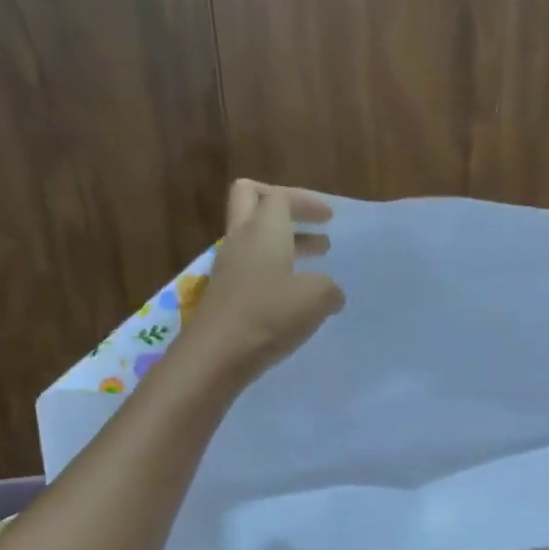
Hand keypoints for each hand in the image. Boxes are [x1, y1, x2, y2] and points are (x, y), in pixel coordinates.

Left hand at [191, 180, 339, 376]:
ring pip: (253, 238)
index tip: (328, 216)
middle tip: (309, 224)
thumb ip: (329, 289)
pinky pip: (250, 269)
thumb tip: (331, 293)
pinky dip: (273, 272)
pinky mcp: (224, 294)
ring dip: (282, 244)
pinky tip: (291, 296)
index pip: (280, 196)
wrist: (217, 353)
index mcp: (264, 229)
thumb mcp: (316, 298)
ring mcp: (228, 267)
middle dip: (282, 207)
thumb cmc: (269, 315)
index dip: (305, 202)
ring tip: (311, 264)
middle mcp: (241, 240)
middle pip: (251, 200)